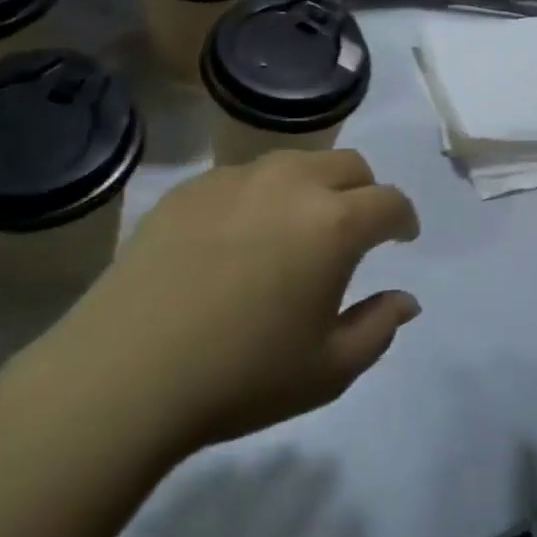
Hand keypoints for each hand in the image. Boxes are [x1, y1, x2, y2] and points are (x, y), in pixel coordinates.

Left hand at [32, 150, 421, 456]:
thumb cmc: (242, 374)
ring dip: (313, 187)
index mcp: (333, 222)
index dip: (403, 218)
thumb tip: (406, 299)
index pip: (389, 200)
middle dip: (364, 191)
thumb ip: (378, 327)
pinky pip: (245, 177)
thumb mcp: (328, 369)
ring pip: (295, 162)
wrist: (129, 368)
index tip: (402, 238)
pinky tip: (238, 238)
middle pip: (348, 164)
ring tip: (296, 229)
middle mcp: (291, 182)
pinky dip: (261, 196)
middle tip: (354, 230)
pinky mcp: (194, 186)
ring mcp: (237, 177)